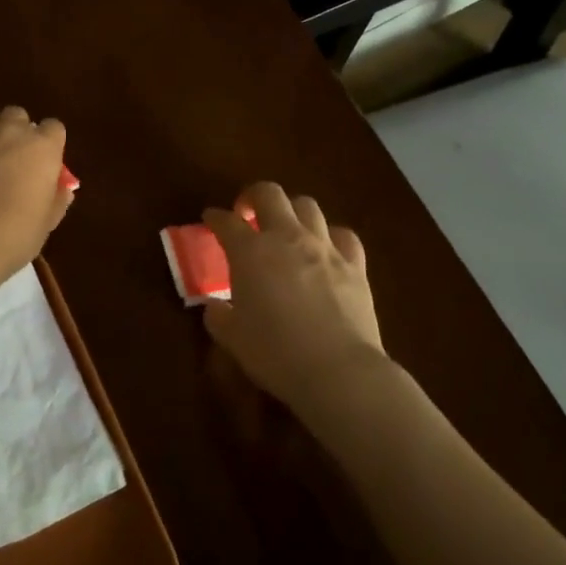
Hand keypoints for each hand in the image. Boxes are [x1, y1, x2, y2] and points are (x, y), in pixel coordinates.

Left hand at [0, 105, 73, 285]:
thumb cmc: (14, 235)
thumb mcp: (46, 223)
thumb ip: (57, 199)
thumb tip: (62, 189)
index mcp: (43, 148)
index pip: (53, 128)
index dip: (49, 144)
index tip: (44, 163)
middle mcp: (11, 131)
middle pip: (18, 116)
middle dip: (17, 132)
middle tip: (12, 160)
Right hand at [202, 183, 392, 430]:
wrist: (338, 371)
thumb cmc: (275, 353)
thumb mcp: (232, 338)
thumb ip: (218, 316)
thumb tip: (215, 307)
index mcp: (250, 252)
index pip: (226, 222)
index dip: (215, 217)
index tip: (210, 219)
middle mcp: (287, 237)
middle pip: (269, 194)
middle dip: (253, 196)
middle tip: (247, 213)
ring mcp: (325, 248)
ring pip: (307, 206)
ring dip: (291, 211)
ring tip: (286, 228)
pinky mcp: (355, 265)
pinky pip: (343, 234)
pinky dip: (330, 236)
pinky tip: (325, 249)